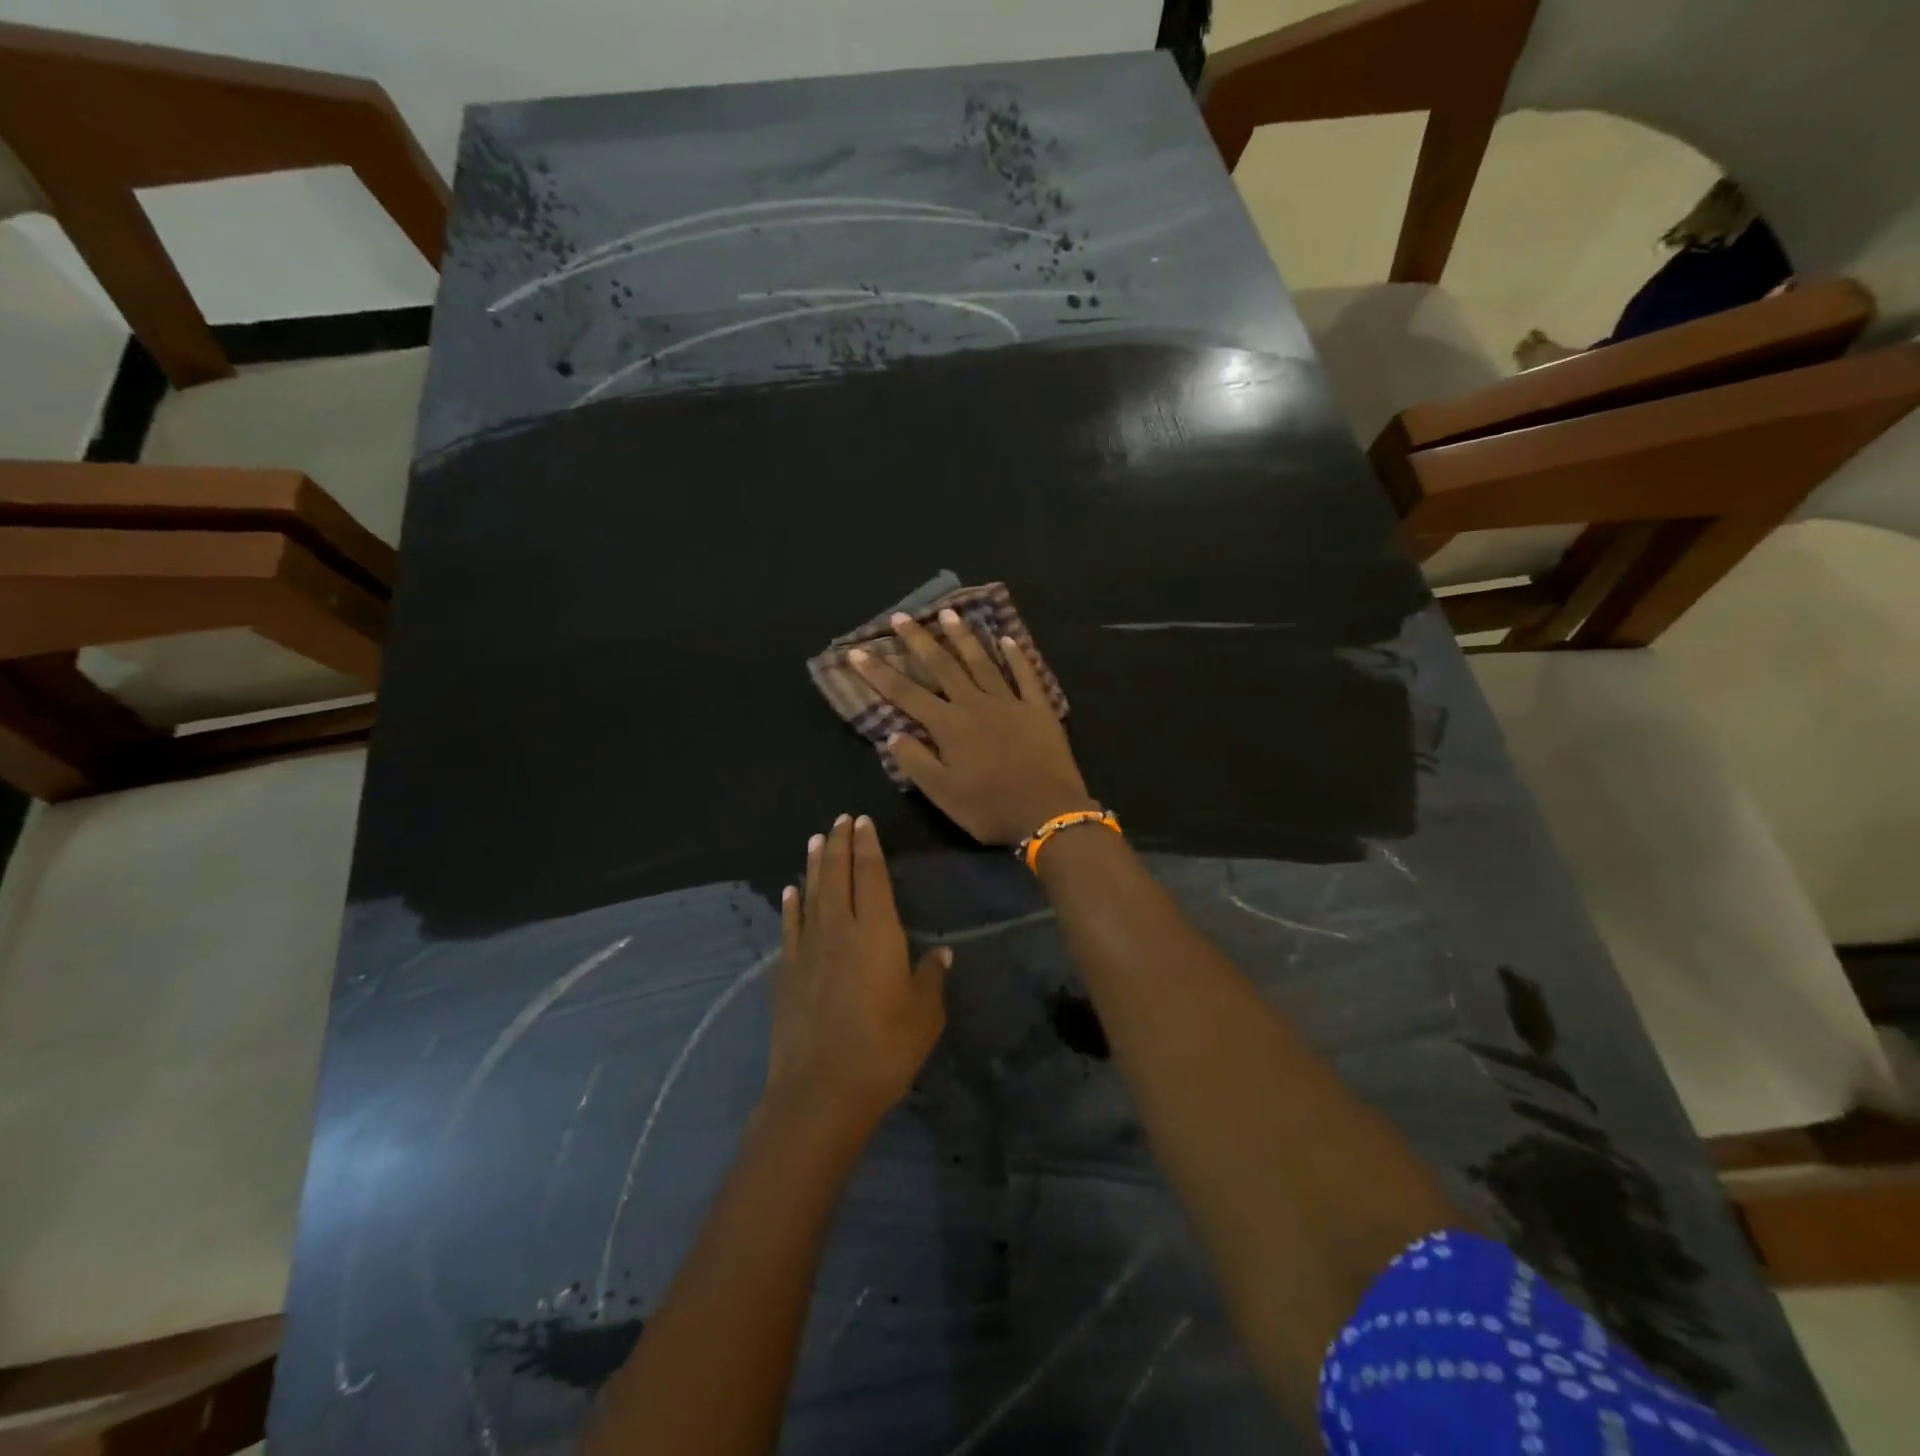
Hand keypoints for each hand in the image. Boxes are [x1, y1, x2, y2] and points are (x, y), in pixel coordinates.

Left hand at [765, 814, 948, 1142]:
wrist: (821, 1091)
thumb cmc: (884, 1050)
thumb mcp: (924, 1016)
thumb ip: (930, 978)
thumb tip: (941, 954)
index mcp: (877, 933)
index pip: (872, 876)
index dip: (868, 846)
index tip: (863, 822)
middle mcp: (840, 929)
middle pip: (838, 875)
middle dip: (840, 844)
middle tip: (840, 819)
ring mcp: (809, 949)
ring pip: (812, 893)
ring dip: (815, 864)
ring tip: (816, 839)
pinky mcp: (788, 972)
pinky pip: (791, 927)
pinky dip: (792, 904)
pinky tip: (791, 891)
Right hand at [851, 609, 1095, 844]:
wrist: (1048, 812)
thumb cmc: (990, 808)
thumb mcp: (942, 794)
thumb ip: (915, 762)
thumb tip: (892, 734)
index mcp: (949, 726)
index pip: (906, 693)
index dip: (879, 673)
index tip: (858, 652)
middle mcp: (976, 704)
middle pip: (943, 666)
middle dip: (919, 640)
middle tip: (902, 616)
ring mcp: (1010, 703)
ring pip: (982, 662)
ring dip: (964, 637)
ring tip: (949, 612)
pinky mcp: (1039, 709)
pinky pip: (1026, 676)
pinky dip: (1017, 656)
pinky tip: (1008, 640)